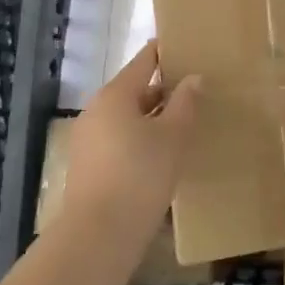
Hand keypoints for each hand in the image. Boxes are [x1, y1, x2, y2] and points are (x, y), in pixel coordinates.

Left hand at [60, 41, 201, 238]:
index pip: (144, 61)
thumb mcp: (172, 137)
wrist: (98, 236)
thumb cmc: (140, 176)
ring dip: (153, 118)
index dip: (166, 52)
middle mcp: (96, 110)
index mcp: (115, 94)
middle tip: (196, 92)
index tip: (189, 48)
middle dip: (164, 90)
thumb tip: (194, 78)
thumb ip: (185, 103)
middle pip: (135, 89)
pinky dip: (141, 139)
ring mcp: (88, 139)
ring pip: (127, 117)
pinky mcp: (88, 166)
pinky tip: (162, 155)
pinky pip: (119, 140)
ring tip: (184, 124)